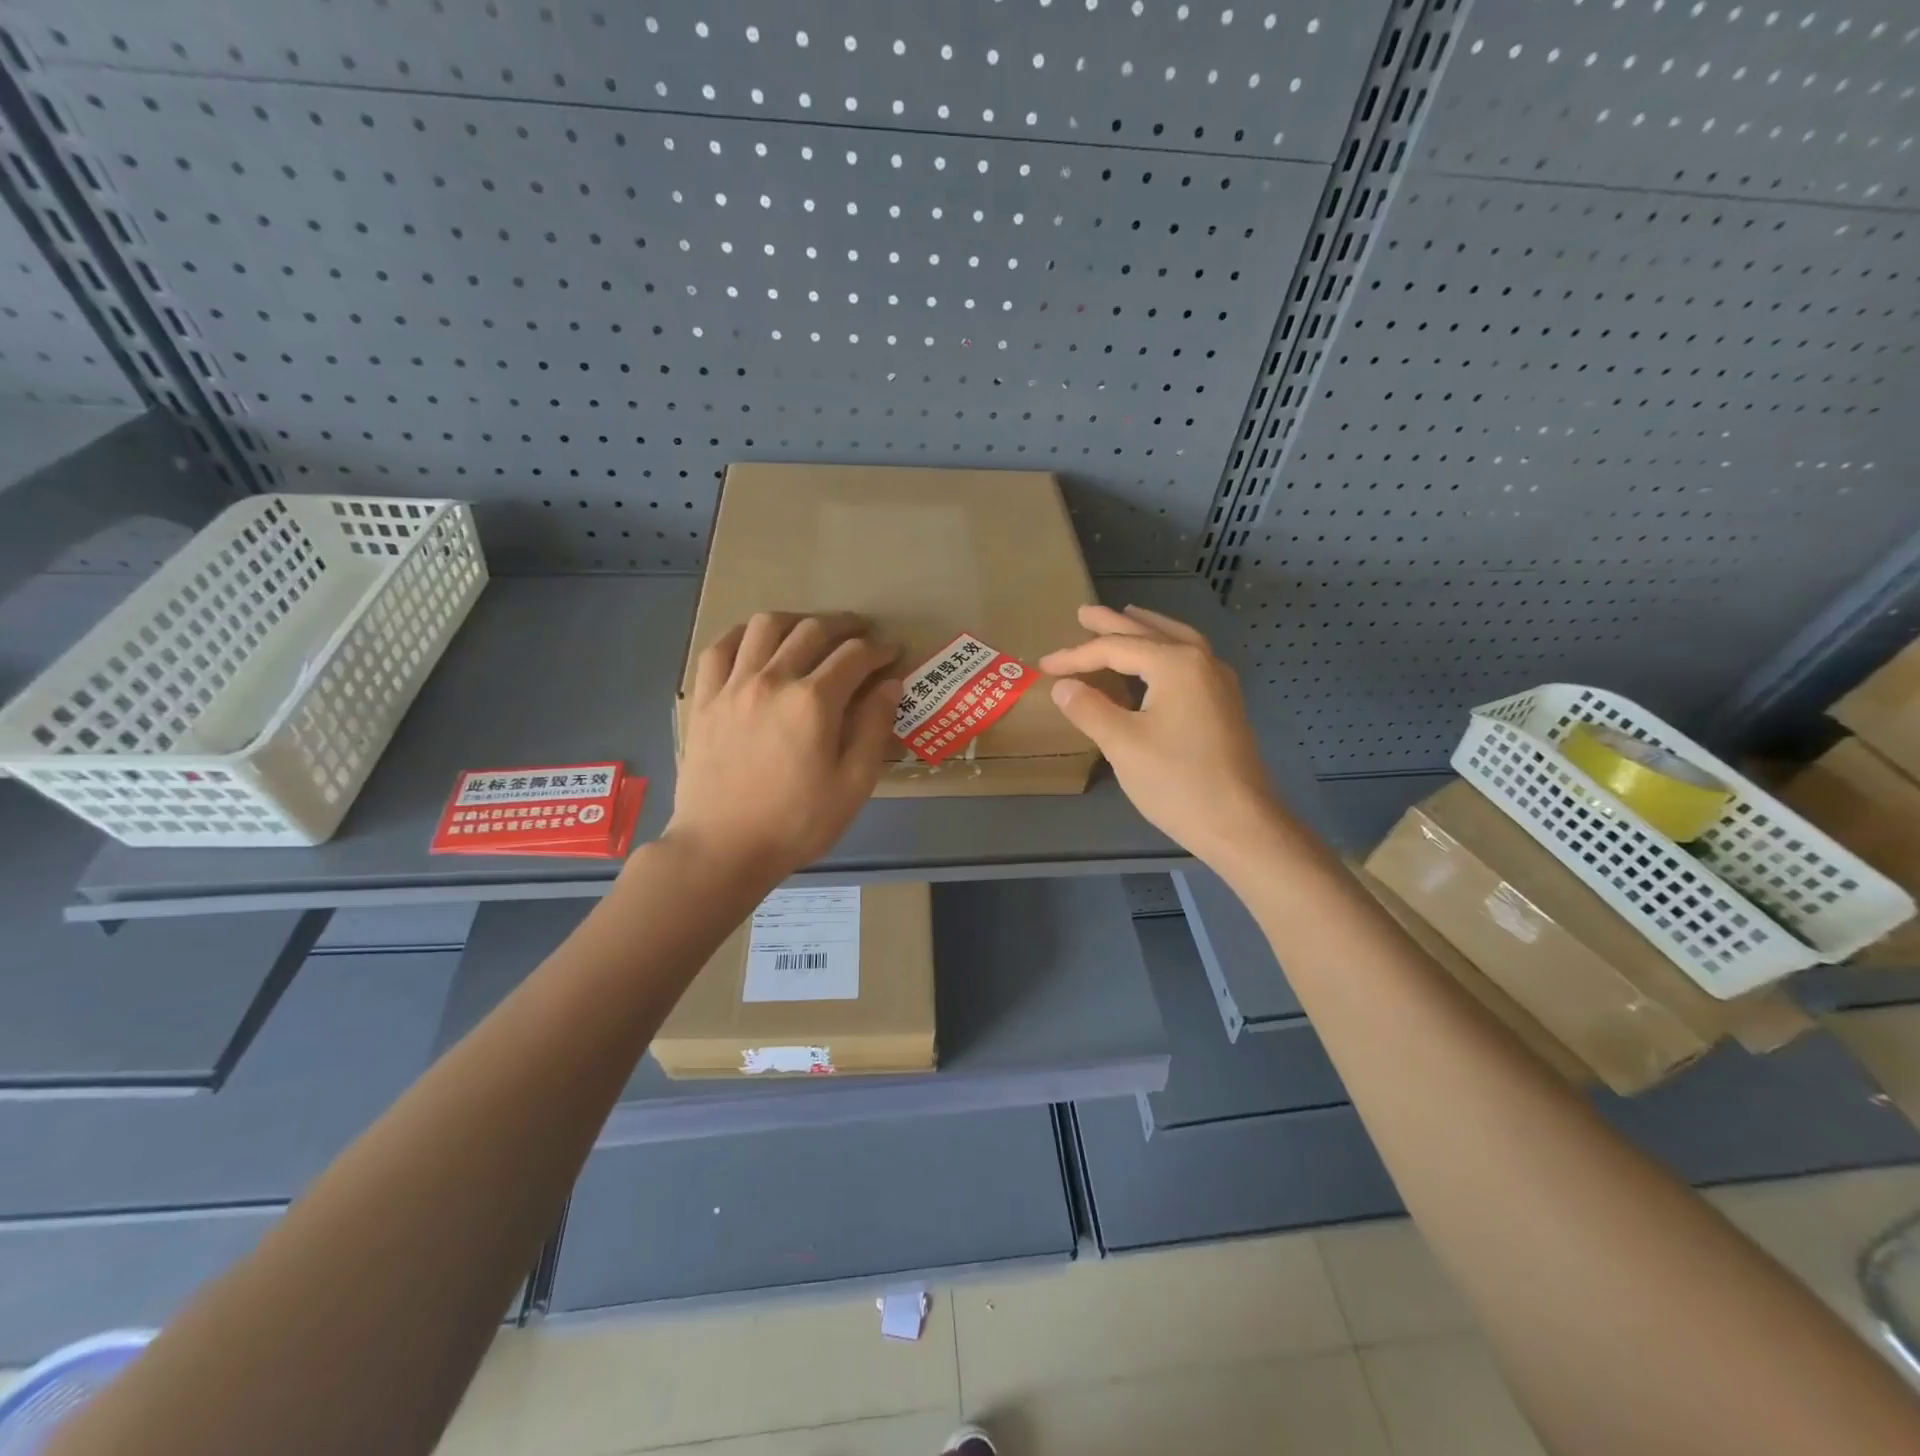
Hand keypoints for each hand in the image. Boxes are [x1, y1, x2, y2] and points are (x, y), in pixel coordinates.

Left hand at [667, 612, 900, 881]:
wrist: (722, 849)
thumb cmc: (796, 823)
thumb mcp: (853, 784)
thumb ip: (874, 728)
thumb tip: (890, 684)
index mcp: (813, 702)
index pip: (855, 656)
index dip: (880, 650)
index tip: (892, 653)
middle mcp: (773, 679)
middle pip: (812, 631)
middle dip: (845, 626)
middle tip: (861, 633)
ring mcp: (732, 686)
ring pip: (765, 626)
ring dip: (796, 620)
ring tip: (810, 630)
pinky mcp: (704, 699)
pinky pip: (719, 648)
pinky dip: (742, 635)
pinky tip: (754, 642)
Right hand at [1038, 605, 1287, 869]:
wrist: (1239, 823)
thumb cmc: (1177, 781)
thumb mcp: (1122, 744)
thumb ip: (1089, 708)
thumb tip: (1062, 686)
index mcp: (1176, 664)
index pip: (1115, 649)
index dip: (1076, 656)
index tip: (1044, 665)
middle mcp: (1201, 661)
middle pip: (1149, 632)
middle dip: (1113, 624)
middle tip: (1084, 613)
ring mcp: (1218, 682)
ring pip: (1176, 641)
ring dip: (1146, 629)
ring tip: (1125, 618)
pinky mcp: (1223, 704)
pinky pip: (1189, 660)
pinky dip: (1164, 650)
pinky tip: (1155, 662)